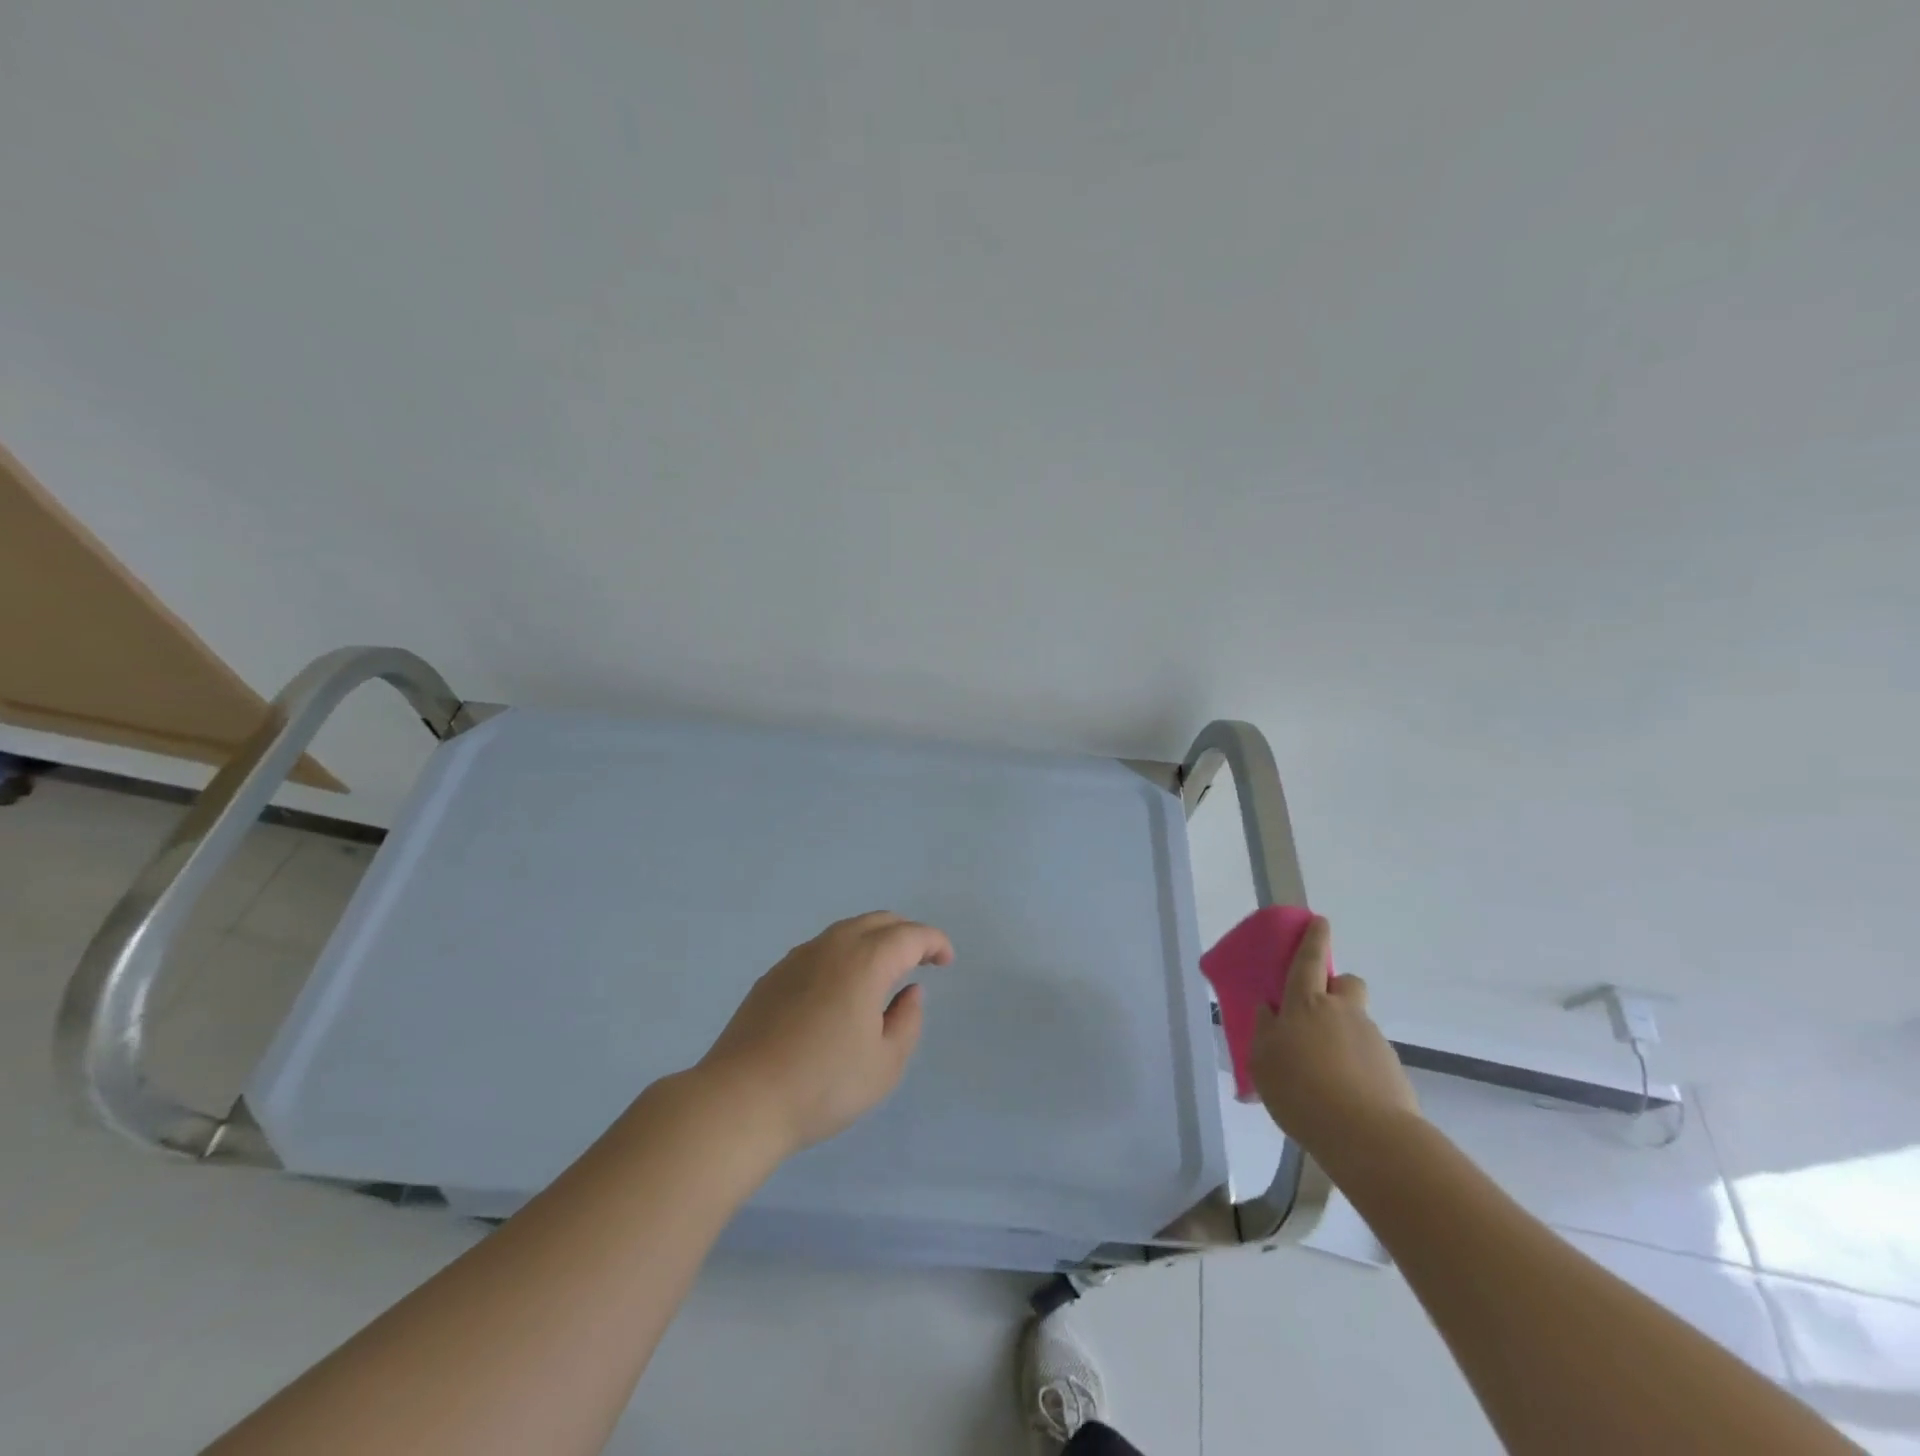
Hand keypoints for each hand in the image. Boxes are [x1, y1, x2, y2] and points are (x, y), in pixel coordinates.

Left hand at [697, 911, 953, 1157]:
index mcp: (866, 961)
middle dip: (906, 934)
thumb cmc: (823, 1085)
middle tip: (921, 960)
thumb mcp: (885, 1064)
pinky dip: (844, 954)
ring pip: (846, 931)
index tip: (946, 961)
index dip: (934, 942)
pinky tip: (841, 987)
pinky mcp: (774, 975)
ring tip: (884, 972)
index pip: (910, 935)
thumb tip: (909, 991)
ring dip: (873, 941)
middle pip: (878, 921)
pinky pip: (821, 949)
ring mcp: (798, 957)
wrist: (741, 1099)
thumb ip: (907, 1020)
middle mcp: (833, 946)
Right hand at [1249, 916, 1419, 1156]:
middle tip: (1318, 1014)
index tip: (1320, 920)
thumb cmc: (1300, 1090)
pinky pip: (1369, 1056)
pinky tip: (1344, 1096)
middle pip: (1347, 984)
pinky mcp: (1393, 1070)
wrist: (1367, 1137)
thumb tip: (1268, 1012)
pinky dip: (1357, 1067)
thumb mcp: (1262, 1060)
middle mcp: (1342, 1012)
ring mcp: (1372, 1040)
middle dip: (1337, 988)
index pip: (1309, 960)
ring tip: (1325, 1074)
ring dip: (1344, 1035)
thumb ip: (1264, 1031)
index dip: (1313, 939)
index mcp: (1306, 1004)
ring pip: (1357, 1023)